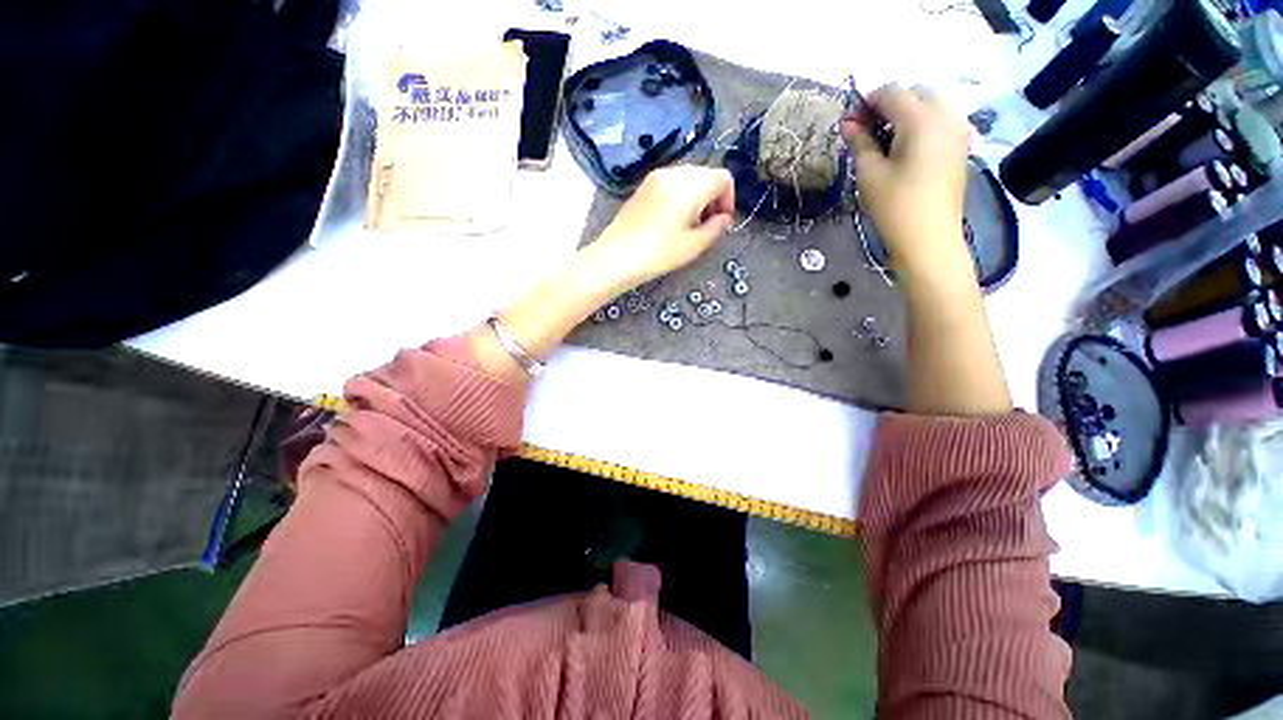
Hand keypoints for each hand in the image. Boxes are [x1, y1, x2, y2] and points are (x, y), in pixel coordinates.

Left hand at [584, 166, 734, 293]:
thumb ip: (716, 228)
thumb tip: (724, 218)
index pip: (723, 177)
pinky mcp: (643, 187)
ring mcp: (655, 177)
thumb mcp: (694, 245)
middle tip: (707, 225)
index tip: (722, 222)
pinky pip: (671, 183)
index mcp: (690, 185)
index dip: (729, 199)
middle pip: (706, 174)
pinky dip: (681, 196)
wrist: (616, 258)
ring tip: (690, 224)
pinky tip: (673, 220)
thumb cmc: (658, 253)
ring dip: (697, 196)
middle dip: (713, 197)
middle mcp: (673, 173)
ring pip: (688, 178)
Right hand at [840, 85, 970, 276]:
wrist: (929, 238)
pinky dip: (921, 125)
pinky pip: (941, 121)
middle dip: (888, 105)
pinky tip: (905, 149)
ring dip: (906, 113)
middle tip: (866, 131)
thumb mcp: (869, 173)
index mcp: (921, 118)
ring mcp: (958, 130)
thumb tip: (847, 122)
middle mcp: (945, 115)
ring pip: (930, 104)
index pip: (891, 92)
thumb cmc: (894, 206)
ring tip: (885, 141)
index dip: (866, 102)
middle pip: (914, 93)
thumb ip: (860, 141)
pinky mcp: (961, 146)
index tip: (849, 123)